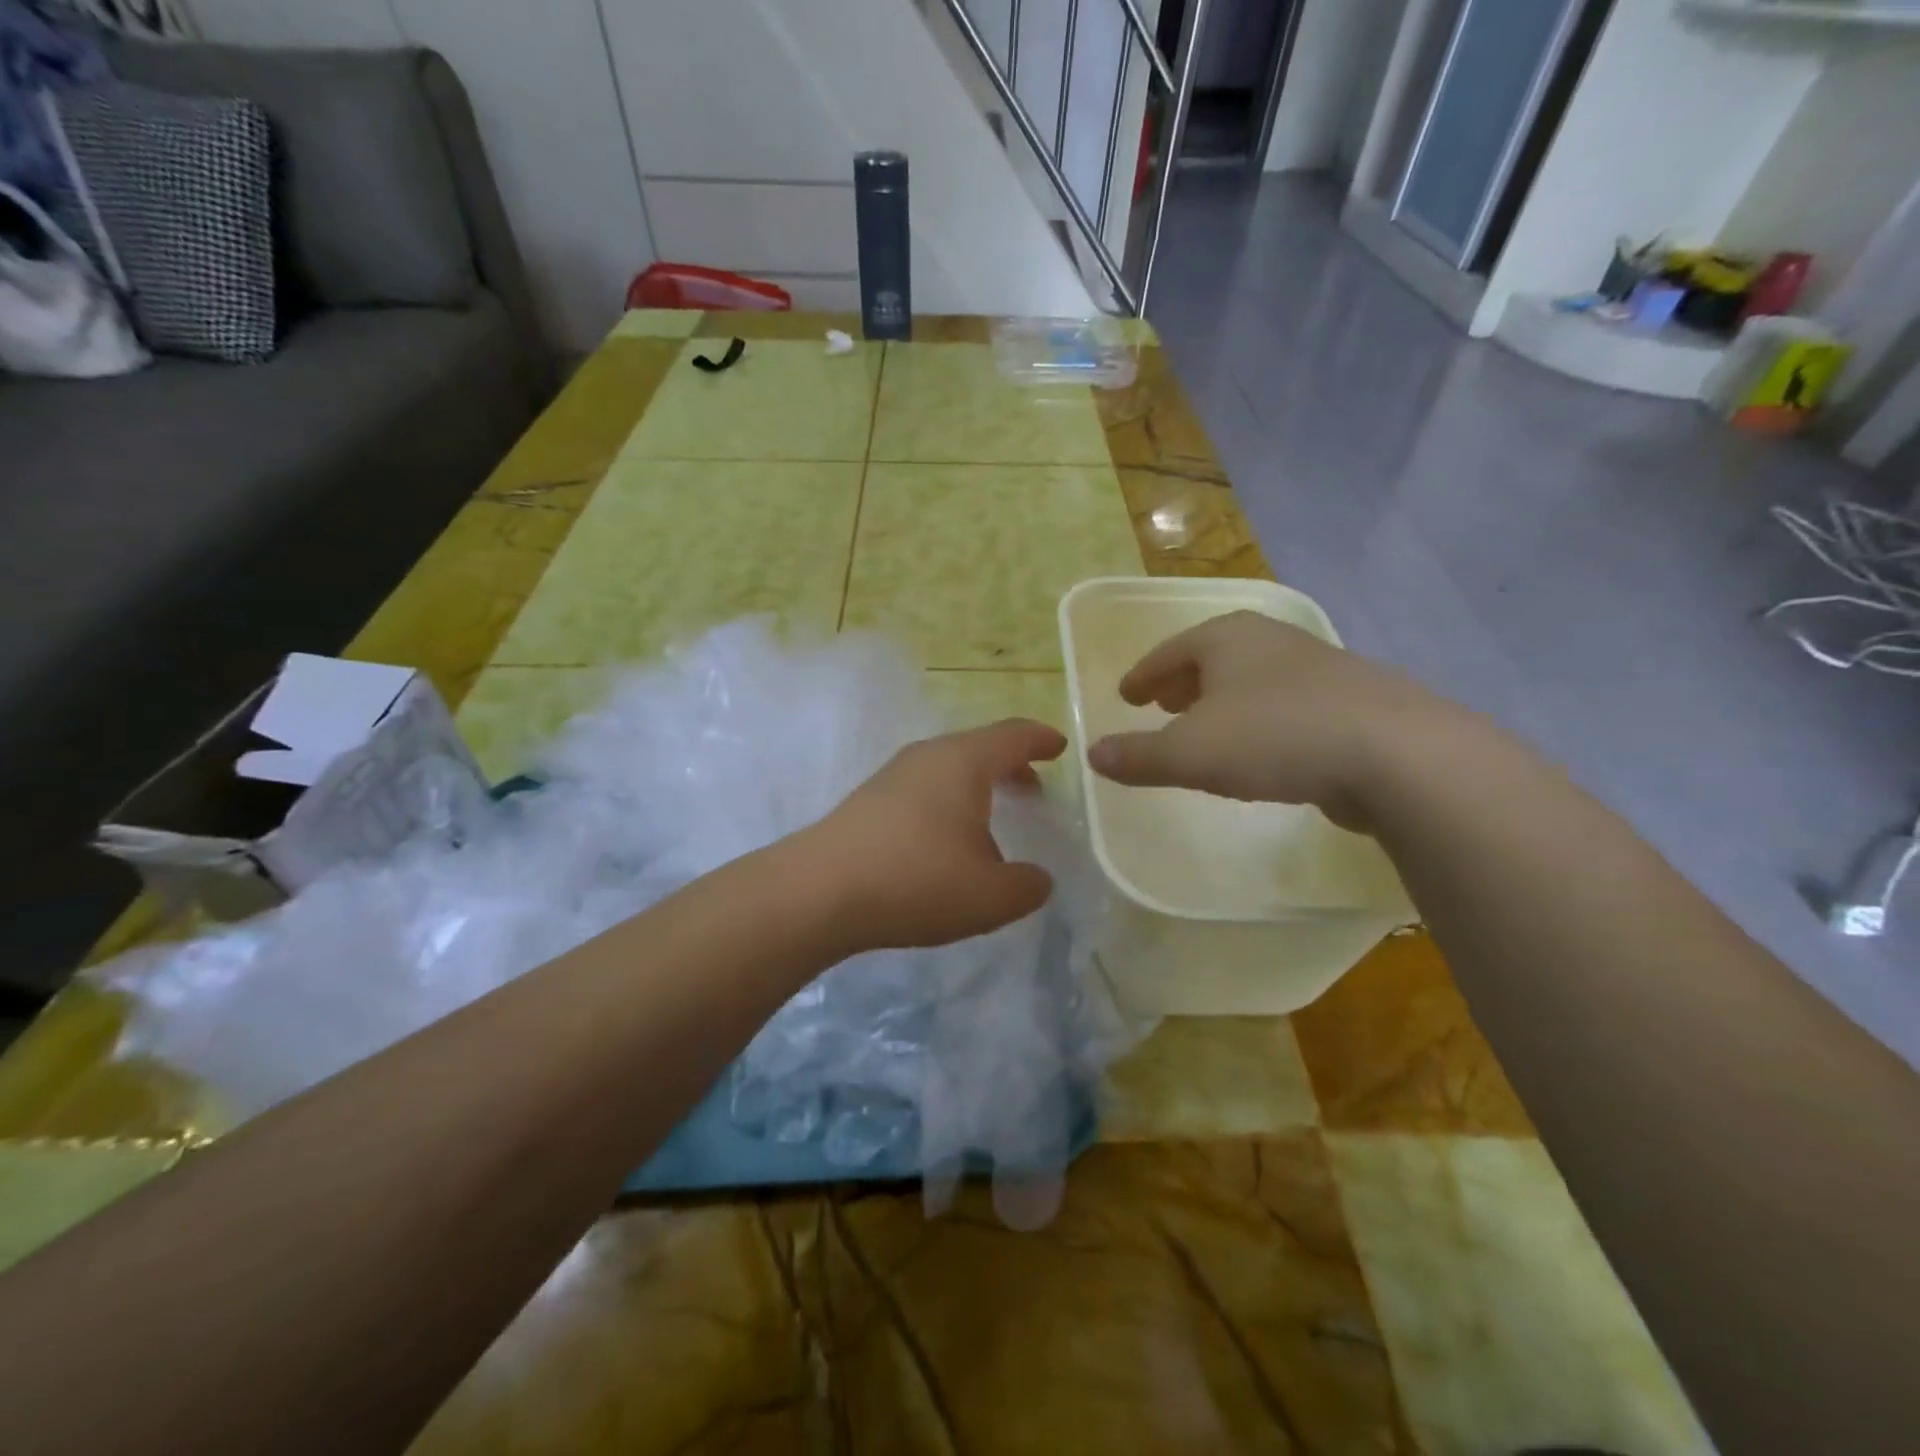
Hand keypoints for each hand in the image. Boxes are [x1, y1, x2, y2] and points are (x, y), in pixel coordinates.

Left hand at [804, 719, 1067, 951]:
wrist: (818, 892)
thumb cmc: (917, 881)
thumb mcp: (991, 897)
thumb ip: (1028, 886)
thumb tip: (1036, 879)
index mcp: (964, 762)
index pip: (1012, 735)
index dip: (1040, 739)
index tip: (1059, 746)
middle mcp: (927, 756)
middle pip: (978, 748)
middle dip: (1010, 765)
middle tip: (1033, 788)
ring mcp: (892, 776)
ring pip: (947, 769)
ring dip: (976, 787)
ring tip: (992, 819)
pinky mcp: (867, 801)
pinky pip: (922, 789)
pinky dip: (947, 803)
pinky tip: (945, 841)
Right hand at [1086, 611, 1429, 831]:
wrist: (1395, 752)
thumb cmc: (1275, 737)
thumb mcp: (1190, 752)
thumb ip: (1138, 755)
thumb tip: (1092, 754)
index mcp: (1226, 638)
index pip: (1169, 652)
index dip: (1143, 675)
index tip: (1126, 694)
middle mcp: (1270, 640)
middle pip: (1211, 657)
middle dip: (1181, 682)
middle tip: (1160, 704)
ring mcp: (1316, 667)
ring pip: (1250, 679)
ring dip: (1221, 700)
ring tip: (1204, 726)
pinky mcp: (1350, 700)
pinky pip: (1284, 703)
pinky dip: (1258, 718)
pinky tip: (1261, 747)